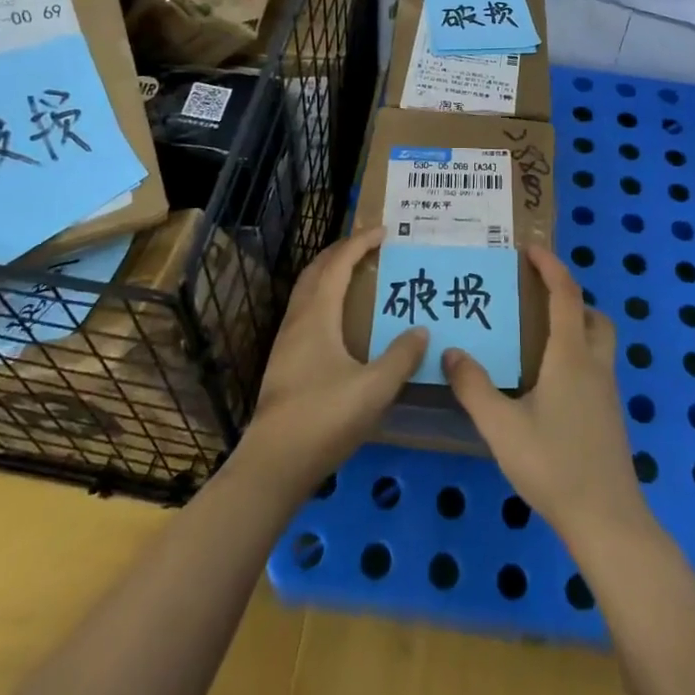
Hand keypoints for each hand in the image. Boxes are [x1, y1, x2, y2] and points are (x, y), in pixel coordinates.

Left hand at [241, 227, 427, 495]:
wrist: (274, 464)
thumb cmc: (325, 418)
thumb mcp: (374, 389)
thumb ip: (401, 357)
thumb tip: (421, 330)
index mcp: (317, 316)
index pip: (338, 264)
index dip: (360, 243)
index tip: (384, 231)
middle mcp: (298, 320)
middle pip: (317, 271)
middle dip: (342, 251)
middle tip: (369, 245)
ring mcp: (287, 341)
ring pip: (307, 291)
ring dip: (330, 274)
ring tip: (356, 274)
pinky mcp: (285, 362)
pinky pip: (306, 311)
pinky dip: (324, 297)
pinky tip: (339, 320)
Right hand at [443, 245, 648, 548]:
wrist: (607, 520)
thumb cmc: (554, 465)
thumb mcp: (502, 427)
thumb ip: (474, 387)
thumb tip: (452, 352)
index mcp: (571, 356)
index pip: (566, 295)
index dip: (551, 267)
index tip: (531, 249)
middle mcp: (594, 365)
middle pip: (593, 315)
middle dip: (570, 297)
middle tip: (537, 298)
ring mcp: (607, 391)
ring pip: (598, 342)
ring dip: (576, 325)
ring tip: (538, 336)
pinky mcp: (608, 415)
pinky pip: (595, 366)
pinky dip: (576, 355)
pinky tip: (548, 383)